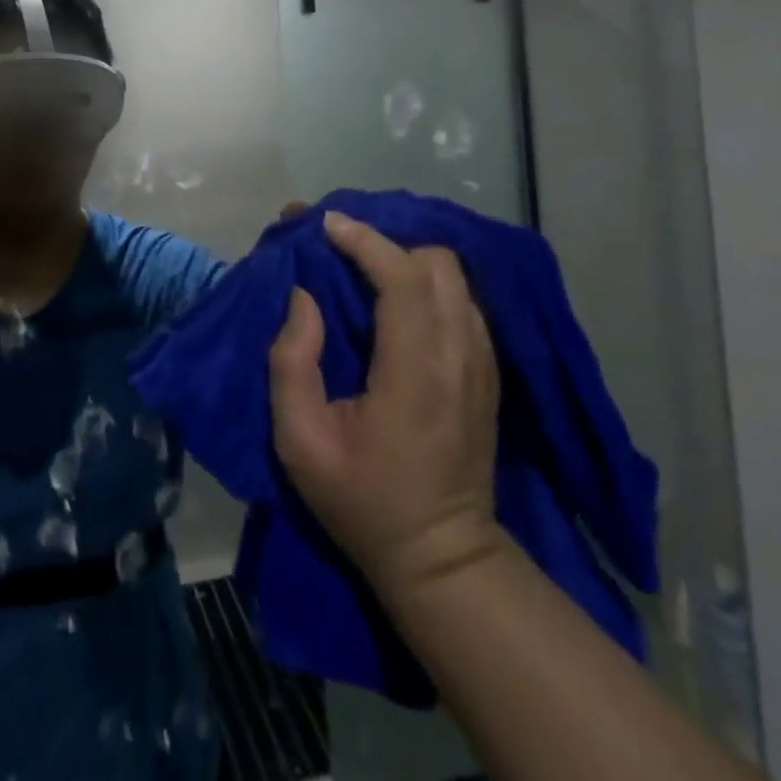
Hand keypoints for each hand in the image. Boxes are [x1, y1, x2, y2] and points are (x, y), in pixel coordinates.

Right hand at [269, 211, 505, 601]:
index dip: (365, 241)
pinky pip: (463, 301)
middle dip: (387, 244)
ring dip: (408, 260)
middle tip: (341, 250)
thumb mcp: (300, 442)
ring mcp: (481, 363)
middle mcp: (458, 356)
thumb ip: (292, 362)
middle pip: (437, 263)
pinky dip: (429, 284)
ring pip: (454, 277)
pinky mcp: (488, 372)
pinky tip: (398, 300)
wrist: (441, 556)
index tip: (326, 224)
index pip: (402, 279)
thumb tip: (303, 299)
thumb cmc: (361, 500)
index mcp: (414, 373)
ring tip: (365, 268)